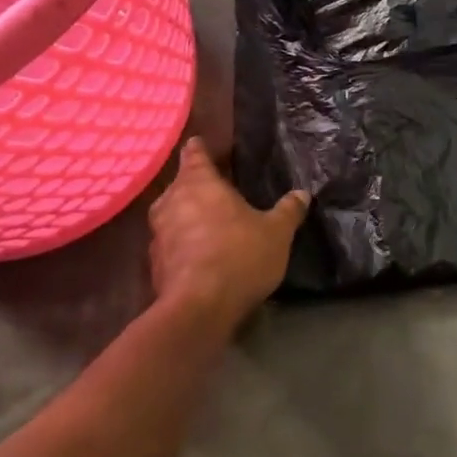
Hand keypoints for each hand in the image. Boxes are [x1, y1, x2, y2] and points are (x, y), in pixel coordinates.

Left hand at [149, 139, 308, 337]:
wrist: (197, 309)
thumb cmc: (238, 255)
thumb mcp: (276, 233)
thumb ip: (288, 211)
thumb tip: (302, 194)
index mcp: (198, 181)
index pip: (194, 152)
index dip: (200, 149)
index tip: (205, 147)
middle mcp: (172, 200)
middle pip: (181, 184)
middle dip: (196, 187)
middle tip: (218, 192)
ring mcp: (158, 234)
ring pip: (171, 215)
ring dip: (186, 217)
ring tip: (210, 225)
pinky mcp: (154, 266)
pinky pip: (169, 245)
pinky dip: (181, 246)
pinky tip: (200, 257)